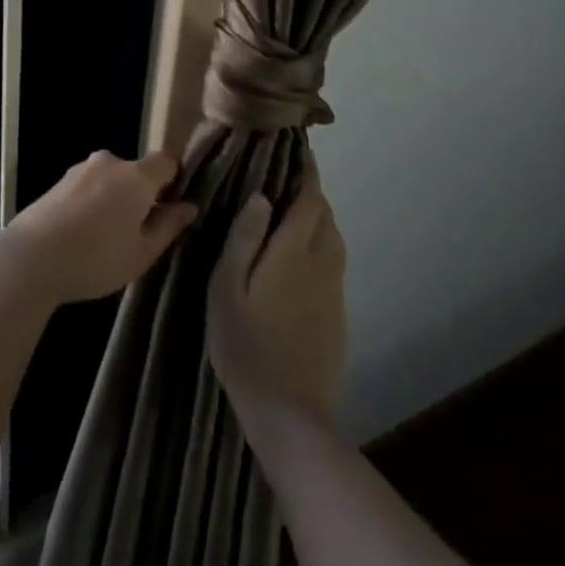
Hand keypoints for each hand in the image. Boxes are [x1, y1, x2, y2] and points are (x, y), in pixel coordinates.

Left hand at [0, 150, 197, 305]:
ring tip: (105, 240)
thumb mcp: (142, 253)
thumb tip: (189, 206)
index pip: (166, 161)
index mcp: (136, 176)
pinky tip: (82, 235)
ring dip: (114, 200)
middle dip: (141, 195)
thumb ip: (168, 226)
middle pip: (136, 172)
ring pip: (110, 180)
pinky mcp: (59, 181)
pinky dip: (92, 203)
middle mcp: (110, 162)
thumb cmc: (97, 258)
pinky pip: (88, 187)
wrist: (32, 257)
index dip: (174, 180)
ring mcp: (81, 169)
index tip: (172, 208)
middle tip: (138, 234)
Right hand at [208, 161, 346, 422]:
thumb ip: (244, 238)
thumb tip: (260, 196)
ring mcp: (334, 292)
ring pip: (334, 241)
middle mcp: (322, 264)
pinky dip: (322, 247)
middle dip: (312, 194)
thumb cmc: (246, 345)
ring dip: (319, 220)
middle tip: (288, 180)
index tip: (300, 151)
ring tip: (296, 214)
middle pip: (326, 217)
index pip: (309, 199)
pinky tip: (302, 260)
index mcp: (294, 252)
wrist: (289, 414)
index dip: (307, 173)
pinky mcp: (337, 316)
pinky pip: (334, 266)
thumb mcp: (227, 288)